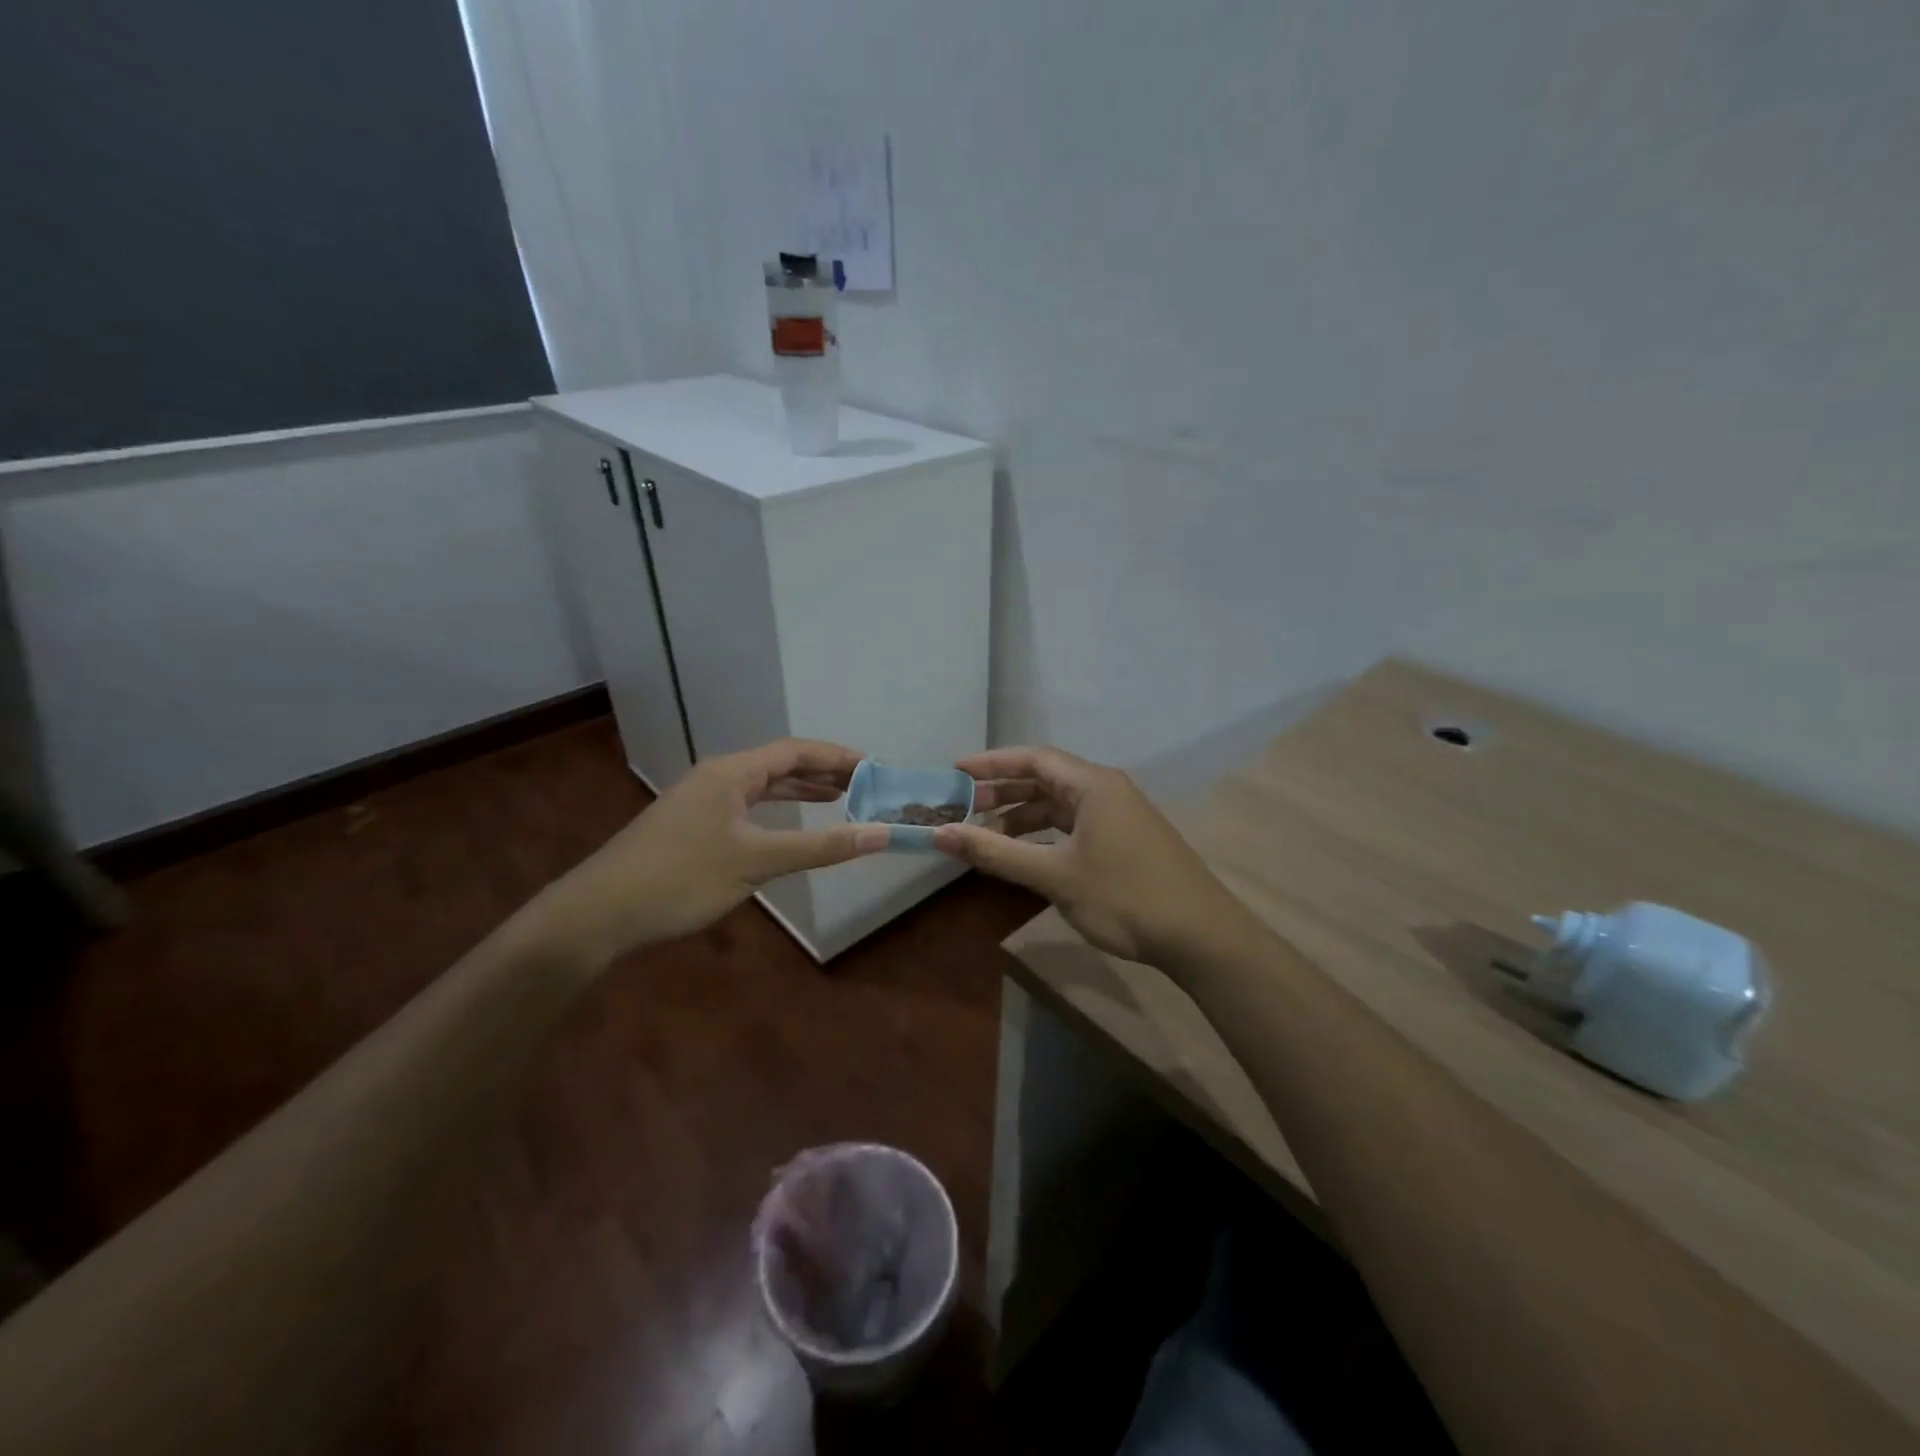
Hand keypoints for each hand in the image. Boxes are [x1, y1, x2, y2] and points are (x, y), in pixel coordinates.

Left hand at [528, 740, 887, 965]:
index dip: (837, 757)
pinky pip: (747, 808)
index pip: (795, 751)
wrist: (599, 913)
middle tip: (865, 786)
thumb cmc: (681, 878)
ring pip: (762, 787)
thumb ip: (820, 846)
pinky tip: (788, 827)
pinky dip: (776, 812)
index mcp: (731, 772)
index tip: (874, 767)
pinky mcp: (692, 826)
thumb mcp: (756, 861)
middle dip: (823, 773)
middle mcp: (717, 777)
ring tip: (840, 799)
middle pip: (779, 765)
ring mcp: (702, 802)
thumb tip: (880, 834)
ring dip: (800, 791)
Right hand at [933, 745, 1249, 965]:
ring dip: (1022, 816)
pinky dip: (1045, 834)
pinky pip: (1075, 824)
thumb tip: (941, 834)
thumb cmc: (1125, 897)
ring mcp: (1119, 815)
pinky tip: (1026, 853)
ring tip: (986, 836)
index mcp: (1093, 785)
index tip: (954, 772)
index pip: (1033, 758)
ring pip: (1060, 804)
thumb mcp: (1054, 875)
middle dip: (1003, 792)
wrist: (1200, 936)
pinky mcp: (1125, 839)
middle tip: (962, 808)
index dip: (991, 763)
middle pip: (1045, 778)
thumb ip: (997, 853)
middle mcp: (1107, 790)